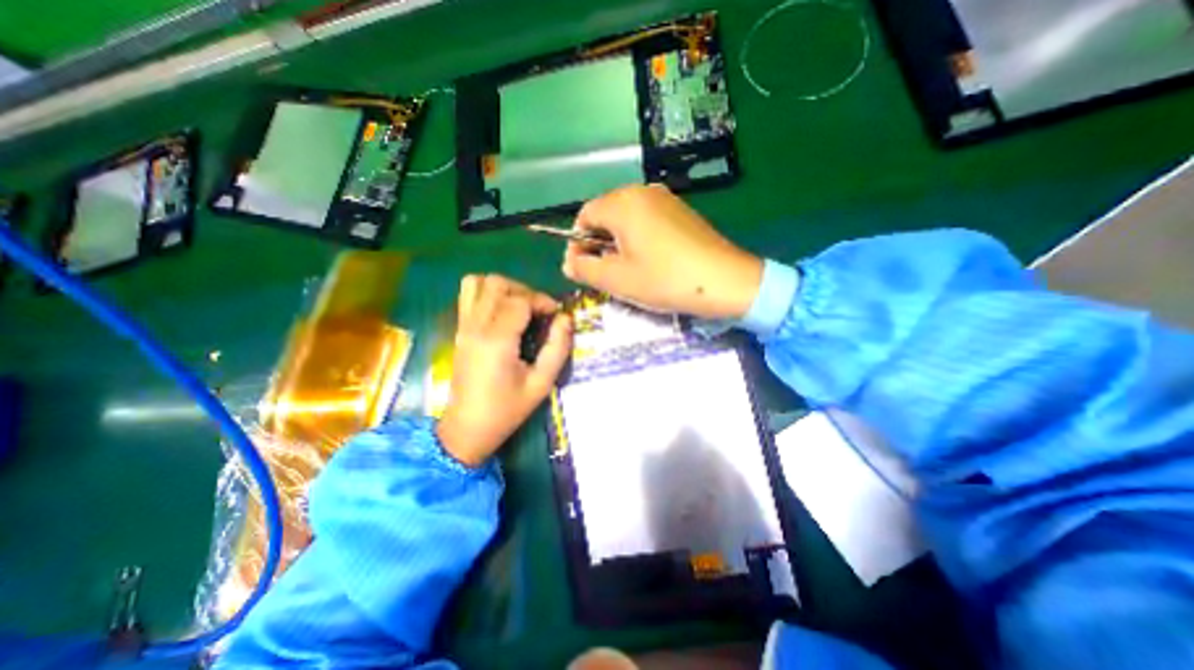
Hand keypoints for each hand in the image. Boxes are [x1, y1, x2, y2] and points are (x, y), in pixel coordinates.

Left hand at [438, 274, 572, 468]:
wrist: (467, 429)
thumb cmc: (507, 410)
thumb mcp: (541, 384)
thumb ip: (557, 348)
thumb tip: (566, 319)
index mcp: (497, 341)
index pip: (520, 300)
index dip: (543, 301)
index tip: (556, 315)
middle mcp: (476, 327)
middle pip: (498, 284)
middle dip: (524, 291)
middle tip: (539, 311)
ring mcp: (463, 326)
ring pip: (478, 283)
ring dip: (503, 288)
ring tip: (519, 306)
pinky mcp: (459, 330)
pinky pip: (467, 295)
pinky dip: (486, 292)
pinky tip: (502, 312)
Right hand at [564, 184, 764, 319]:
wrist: (724, 280)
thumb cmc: (664, 280)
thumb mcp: (617, 279)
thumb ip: (584, 267)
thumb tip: (569, 261)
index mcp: (622, 203)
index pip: (584, 216)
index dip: (578, 243)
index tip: (583, 269)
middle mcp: (641, 192)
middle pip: (605, 215)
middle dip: (598, 244)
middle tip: (607, 274)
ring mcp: (665, 199)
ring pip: (626, 218)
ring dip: (618, 243)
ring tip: (629, 270)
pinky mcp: (680, 210)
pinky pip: (647, 220)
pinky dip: (639, 239)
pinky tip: (651, 261)